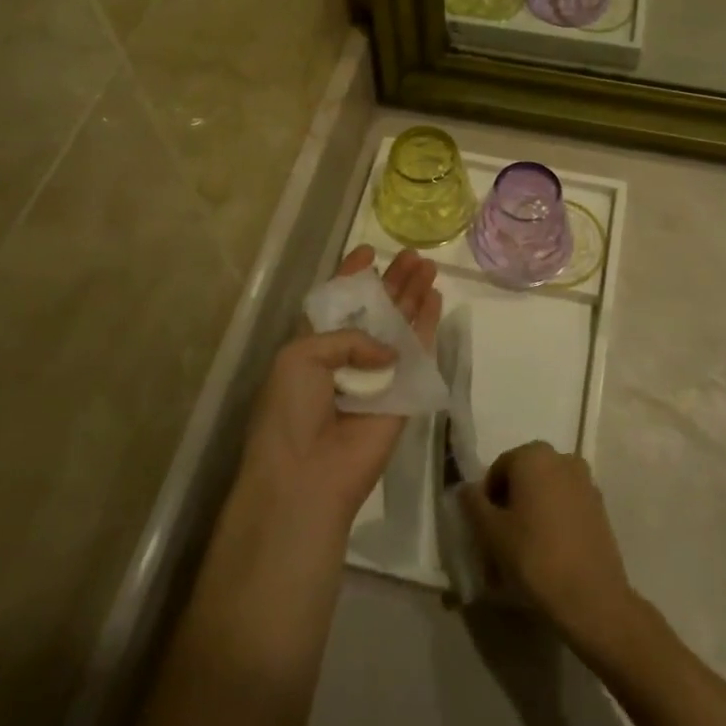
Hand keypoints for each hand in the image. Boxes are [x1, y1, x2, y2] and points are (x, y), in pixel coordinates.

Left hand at [233, 246, 442, 534]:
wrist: (307, 474)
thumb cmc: (290, 409)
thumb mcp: (301, 355)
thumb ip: (348, 336)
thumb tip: (388, 352)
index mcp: (314, 345)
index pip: (338, 303)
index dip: (352, 276)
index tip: (368, 251)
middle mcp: (347, 357)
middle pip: (376, 310)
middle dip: (392, 281)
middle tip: (412, 256)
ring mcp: (378, 374)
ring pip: (401, 325)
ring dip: (413, 296)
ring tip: (428, 266)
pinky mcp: (404, 392)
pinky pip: (420, 352)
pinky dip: (428, 325)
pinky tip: (436, 299)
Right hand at [462, 442, 645, 657]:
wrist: (592, 598)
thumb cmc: (534, 557)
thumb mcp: (491, 532)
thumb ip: (473, 504)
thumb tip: (465, 488)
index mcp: (533, 455)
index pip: (498, 470)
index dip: (486, 499)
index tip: (484, 531)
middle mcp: (561, 458)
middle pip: (524, 478)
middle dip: (510, 505)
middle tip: (500, 542)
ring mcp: (585, 481)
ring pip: (545, 493)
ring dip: (531, 514)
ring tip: (523, 553)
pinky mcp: (599, 507)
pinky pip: (565, 506)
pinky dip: (553, 522)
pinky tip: (548, 554)